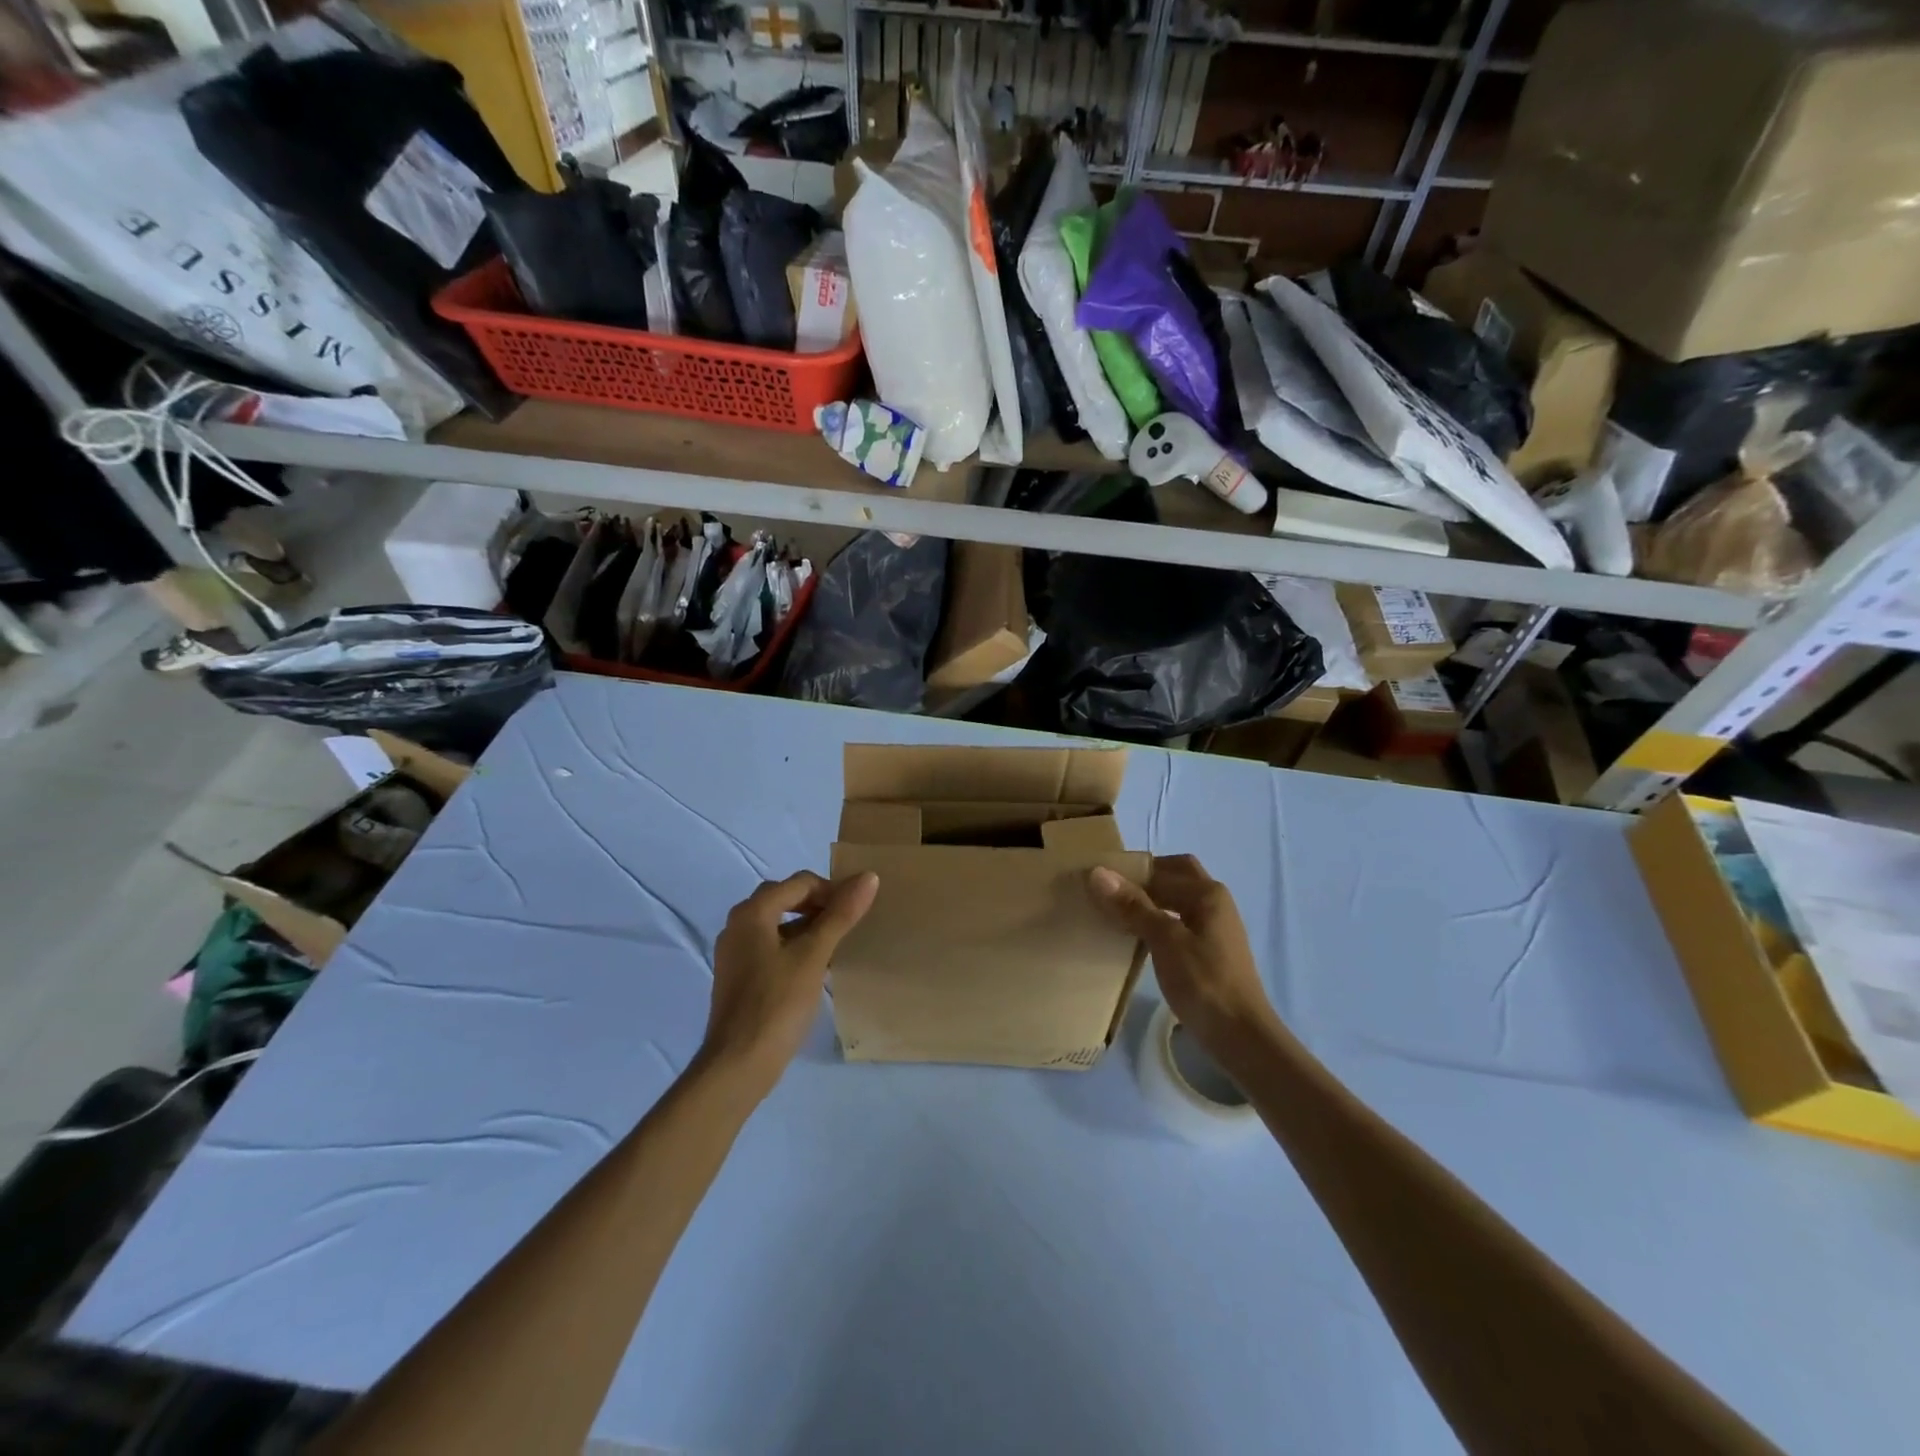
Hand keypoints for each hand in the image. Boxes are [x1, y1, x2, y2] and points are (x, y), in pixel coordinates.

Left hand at [702, 870, 878, 1095]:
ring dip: (807, 926)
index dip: (832, 890)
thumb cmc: (777, 1003)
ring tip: (835, 944)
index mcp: (752, 912)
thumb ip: (840, 915)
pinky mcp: (738, 976)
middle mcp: (738, 924)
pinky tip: (814, 967)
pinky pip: (770, 946)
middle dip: (818, 905)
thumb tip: (868, 877)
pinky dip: (793, 946)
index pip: (800, 883)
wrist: (738, 1063)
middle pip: (785, 898)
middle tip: (846, 923)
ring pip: (777, 923)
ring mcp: (734, 952)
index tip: (858, 910)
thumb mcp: (814, 955)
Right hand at [1087, 855, 1277, 1052]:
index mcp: (1207, 893)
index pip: (1161, 867)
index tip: (1096, 880)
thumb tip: (1098, 872)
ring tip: (1115, 913)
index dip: (1129, 870)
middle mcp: (1214, 902)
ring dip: (1149, 900)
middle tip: (1110, 892)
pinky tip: (1136, 937)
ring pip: (1176, 899)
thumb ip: (1133, 906)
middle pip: (1174, 876)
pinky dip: (1157, 920)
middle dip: (1143, 879)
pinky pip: (1178, 921)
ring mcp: (1214, 927)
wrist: (1241, 1037)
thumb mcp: (1165, 941)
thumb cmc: (1204, 983)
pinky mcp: (1209, 949)